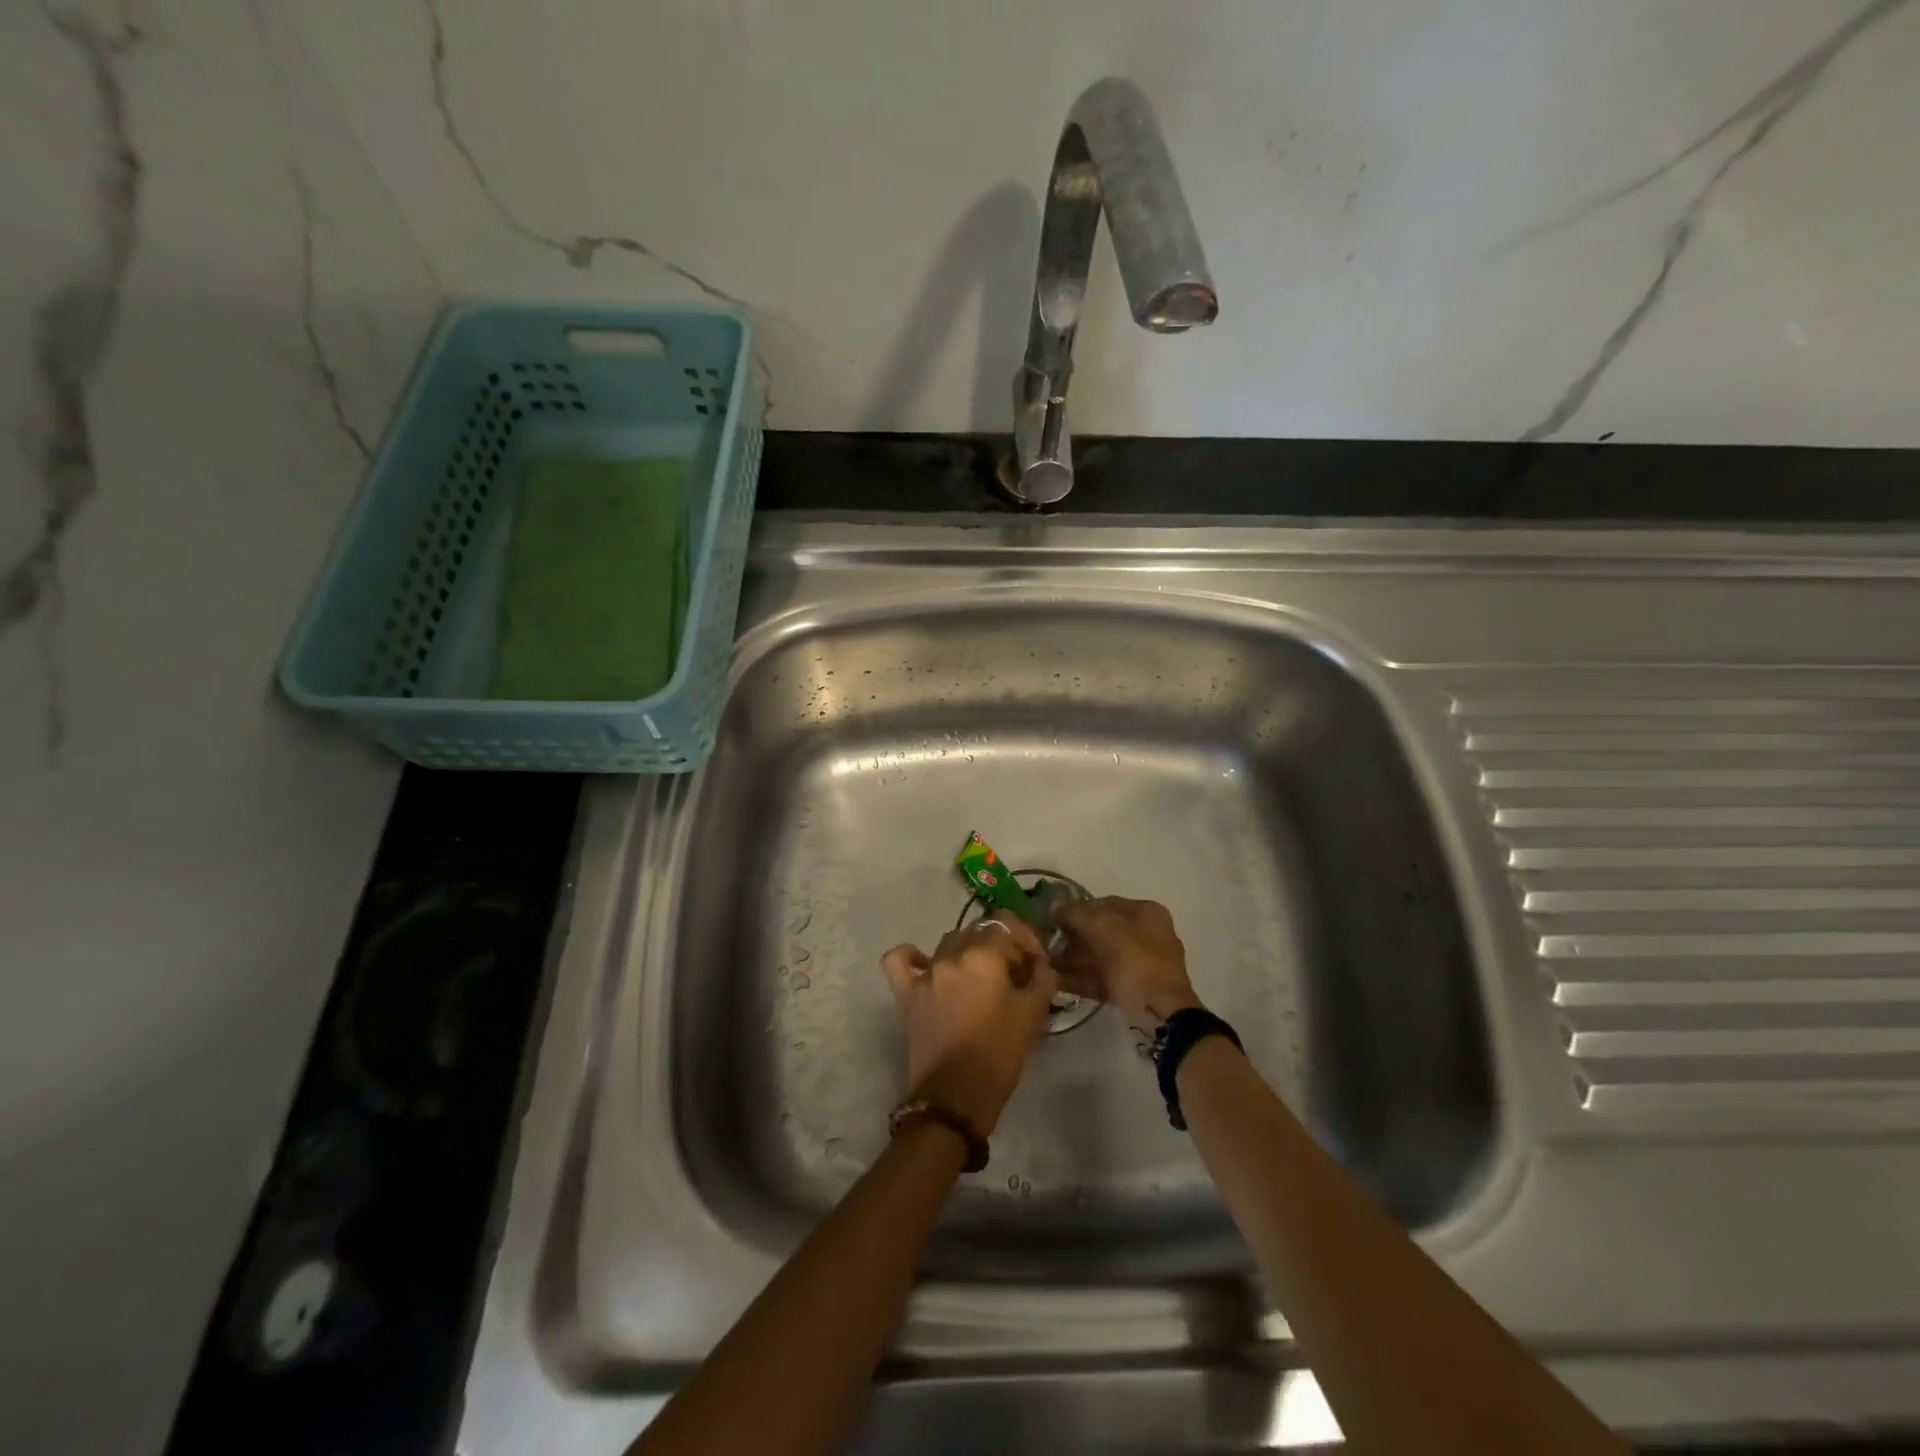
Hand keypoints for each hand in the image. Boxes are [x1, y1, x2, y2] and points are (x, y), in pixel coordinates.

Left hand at [879, 913, 1057, 1135]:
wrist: (955, 1097)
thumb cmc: (998, 1054)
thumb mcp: (1032, 1015)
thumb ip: (1042, 980)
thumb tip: (1042, 965)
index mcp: (983, 955)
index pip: (1008, 926)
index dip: (1026, 941)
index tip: (1036, 966)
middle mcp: (951, 955)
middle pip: (979, 933)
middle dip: (1001, 947)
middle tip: (1015, 975)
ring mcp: (925, 973)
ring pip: (949, 943)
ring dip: (968, 952)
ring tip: (982, 978)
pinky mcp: (906, 993)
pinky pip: (900, 960)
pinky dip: (913, 956)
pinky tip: (927, 967)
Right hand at [1052, 897, 1201, 1034]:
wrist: (1162, 1014)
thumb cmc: (1135, 961)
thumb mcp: (1102, 927)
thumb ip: (1076, 913)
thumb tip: (1054, 905)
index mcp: (1146, 913)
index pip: (1104, 903)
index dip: (1077, 908)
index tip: (1053, 918)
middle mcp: (1147, 935)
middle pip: (1101, 931)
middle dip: (1073, 938)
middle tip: (1047, 943)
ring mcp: (1142, 964)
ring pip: (1101, 956)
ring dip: (1073, 959)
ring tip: (1045, 963)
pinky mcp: (1134, 990)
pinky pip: (1104, 978)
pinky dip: (1082, 978)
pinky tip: (1057, 981)